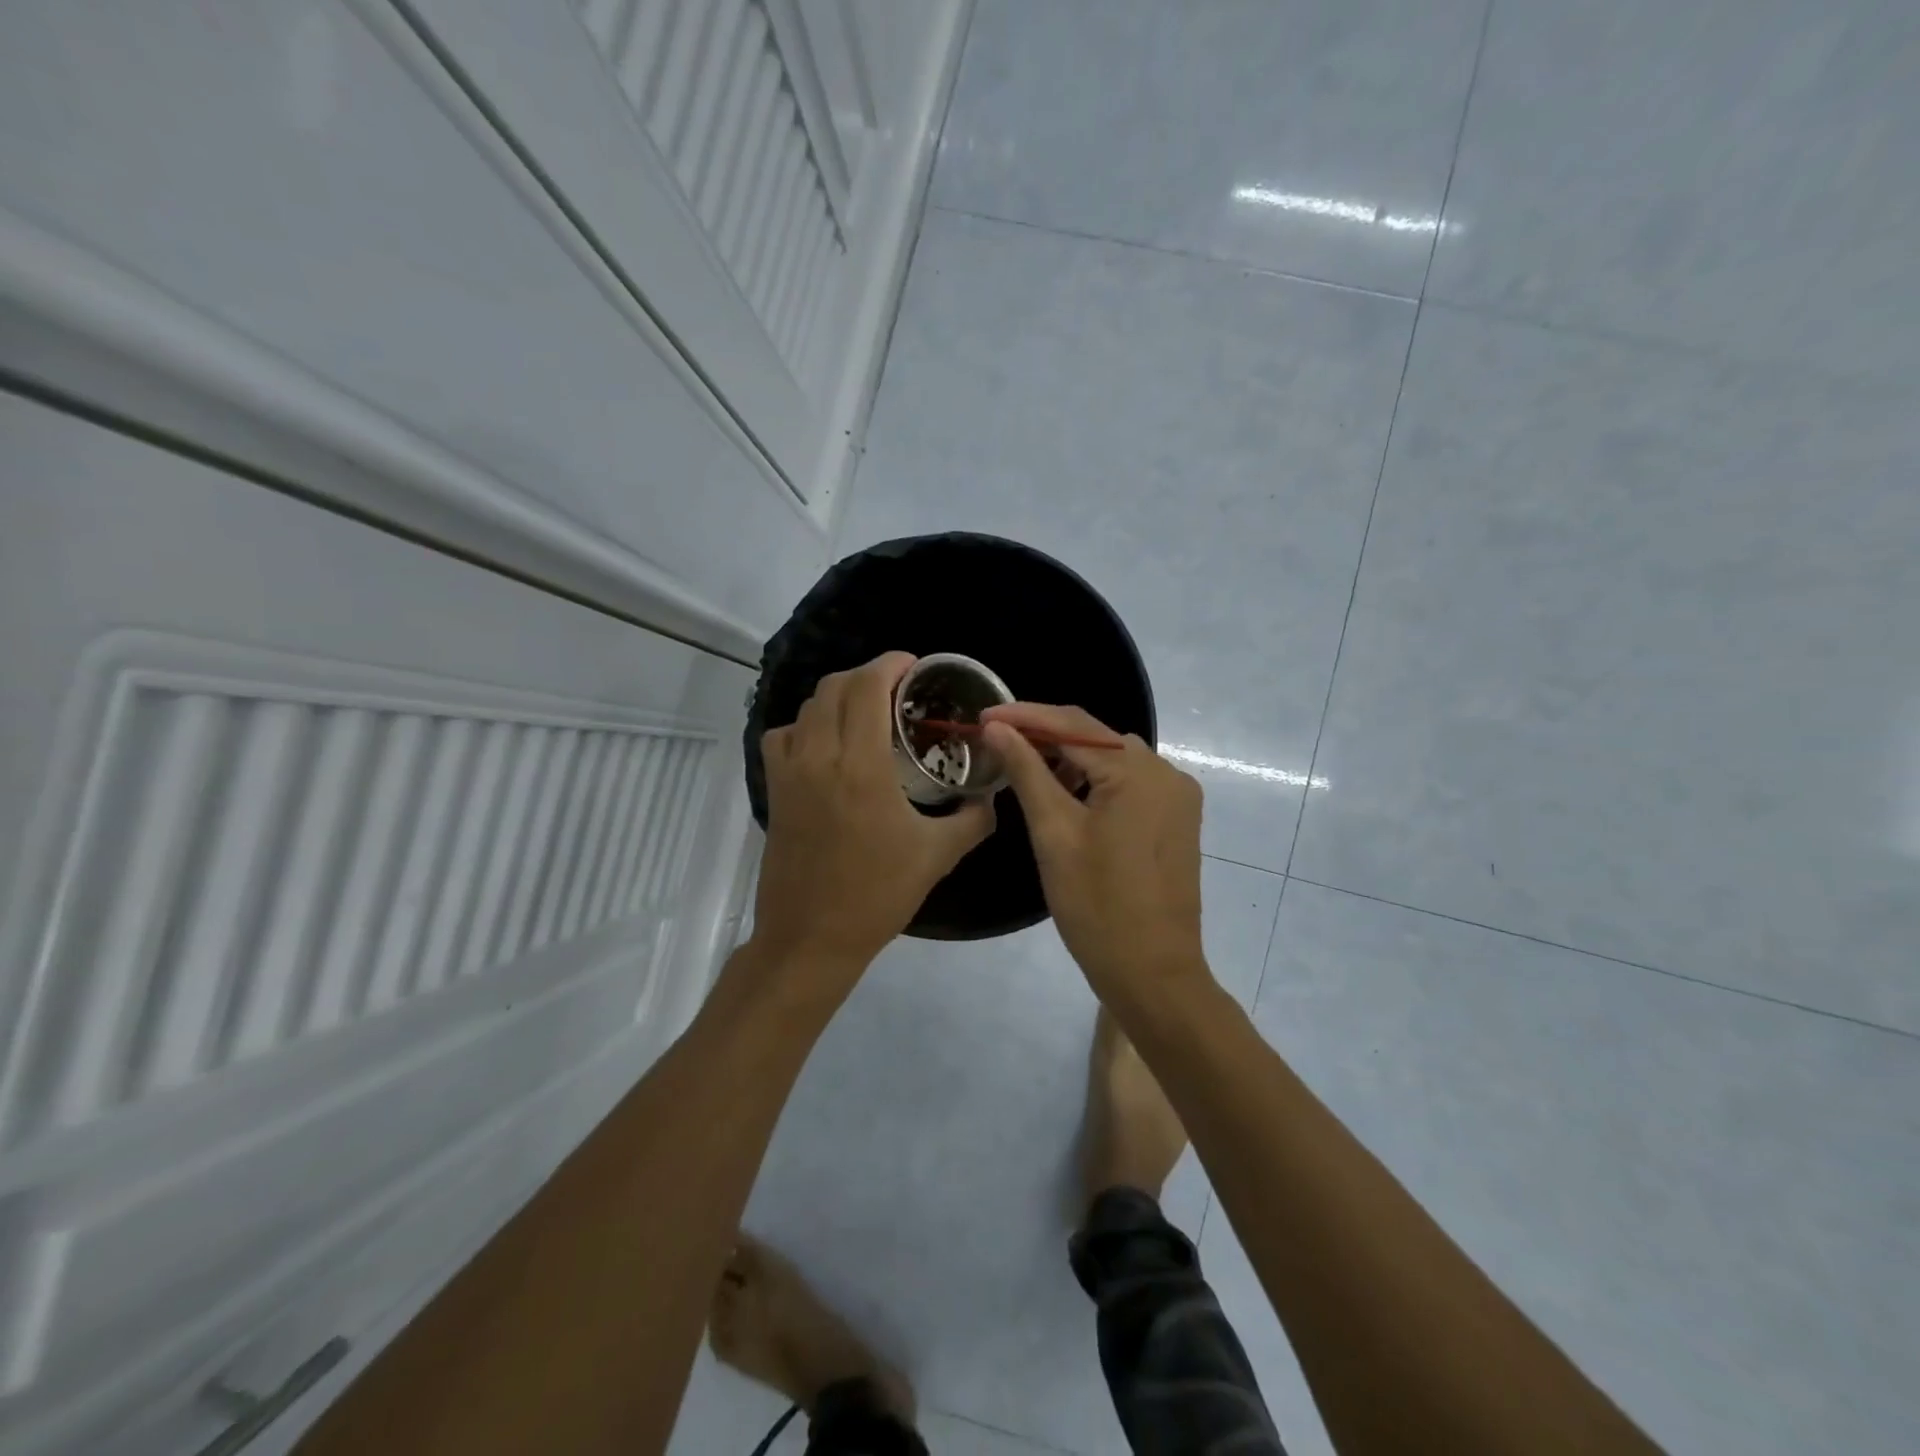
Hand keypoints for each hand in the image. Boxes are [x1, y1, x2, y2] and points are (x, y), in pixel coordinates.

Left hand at [752, 652, 994, 979]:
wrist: (812, 937)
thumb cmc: (877, 895)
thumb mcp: (938, 855)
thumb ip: (973, 818)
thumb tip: (993, 796)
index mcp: (861, 766)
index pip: (867, 687)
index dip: (890, 664)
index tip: (914, 666)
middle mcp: (819, 756)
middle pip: (835, 686)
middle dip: (868, 675)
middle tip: (898, 689)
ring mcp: (790, 772)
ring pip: (808, 706)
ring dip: (838, 696)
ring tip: (866, 711)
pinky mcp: (774, 789)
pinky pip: (783, 735)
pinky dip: (806, 724)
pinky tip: (827, 744)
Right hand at [982, 704, 1206, 993]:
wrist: (1152, 973)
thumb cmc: (1096, 906)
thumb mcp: (1054, 833)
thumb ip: (1026, 771)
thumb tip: (997, 727)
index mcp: (1139, 772)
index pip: (1073, 725)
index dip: (1024, 716)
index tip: (982, 714)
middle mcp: (1166, 773)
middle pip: (1096, 738)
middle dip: (1045, 735)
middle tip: (996, 738)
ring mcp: (1177, 797)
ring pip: (1112, 760)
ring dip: (1069, 758)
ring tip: (1023, 765)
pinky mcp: (1176, 819)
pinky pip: (1129, 784)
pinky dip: (1094, 781)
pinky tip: (1065, 793)